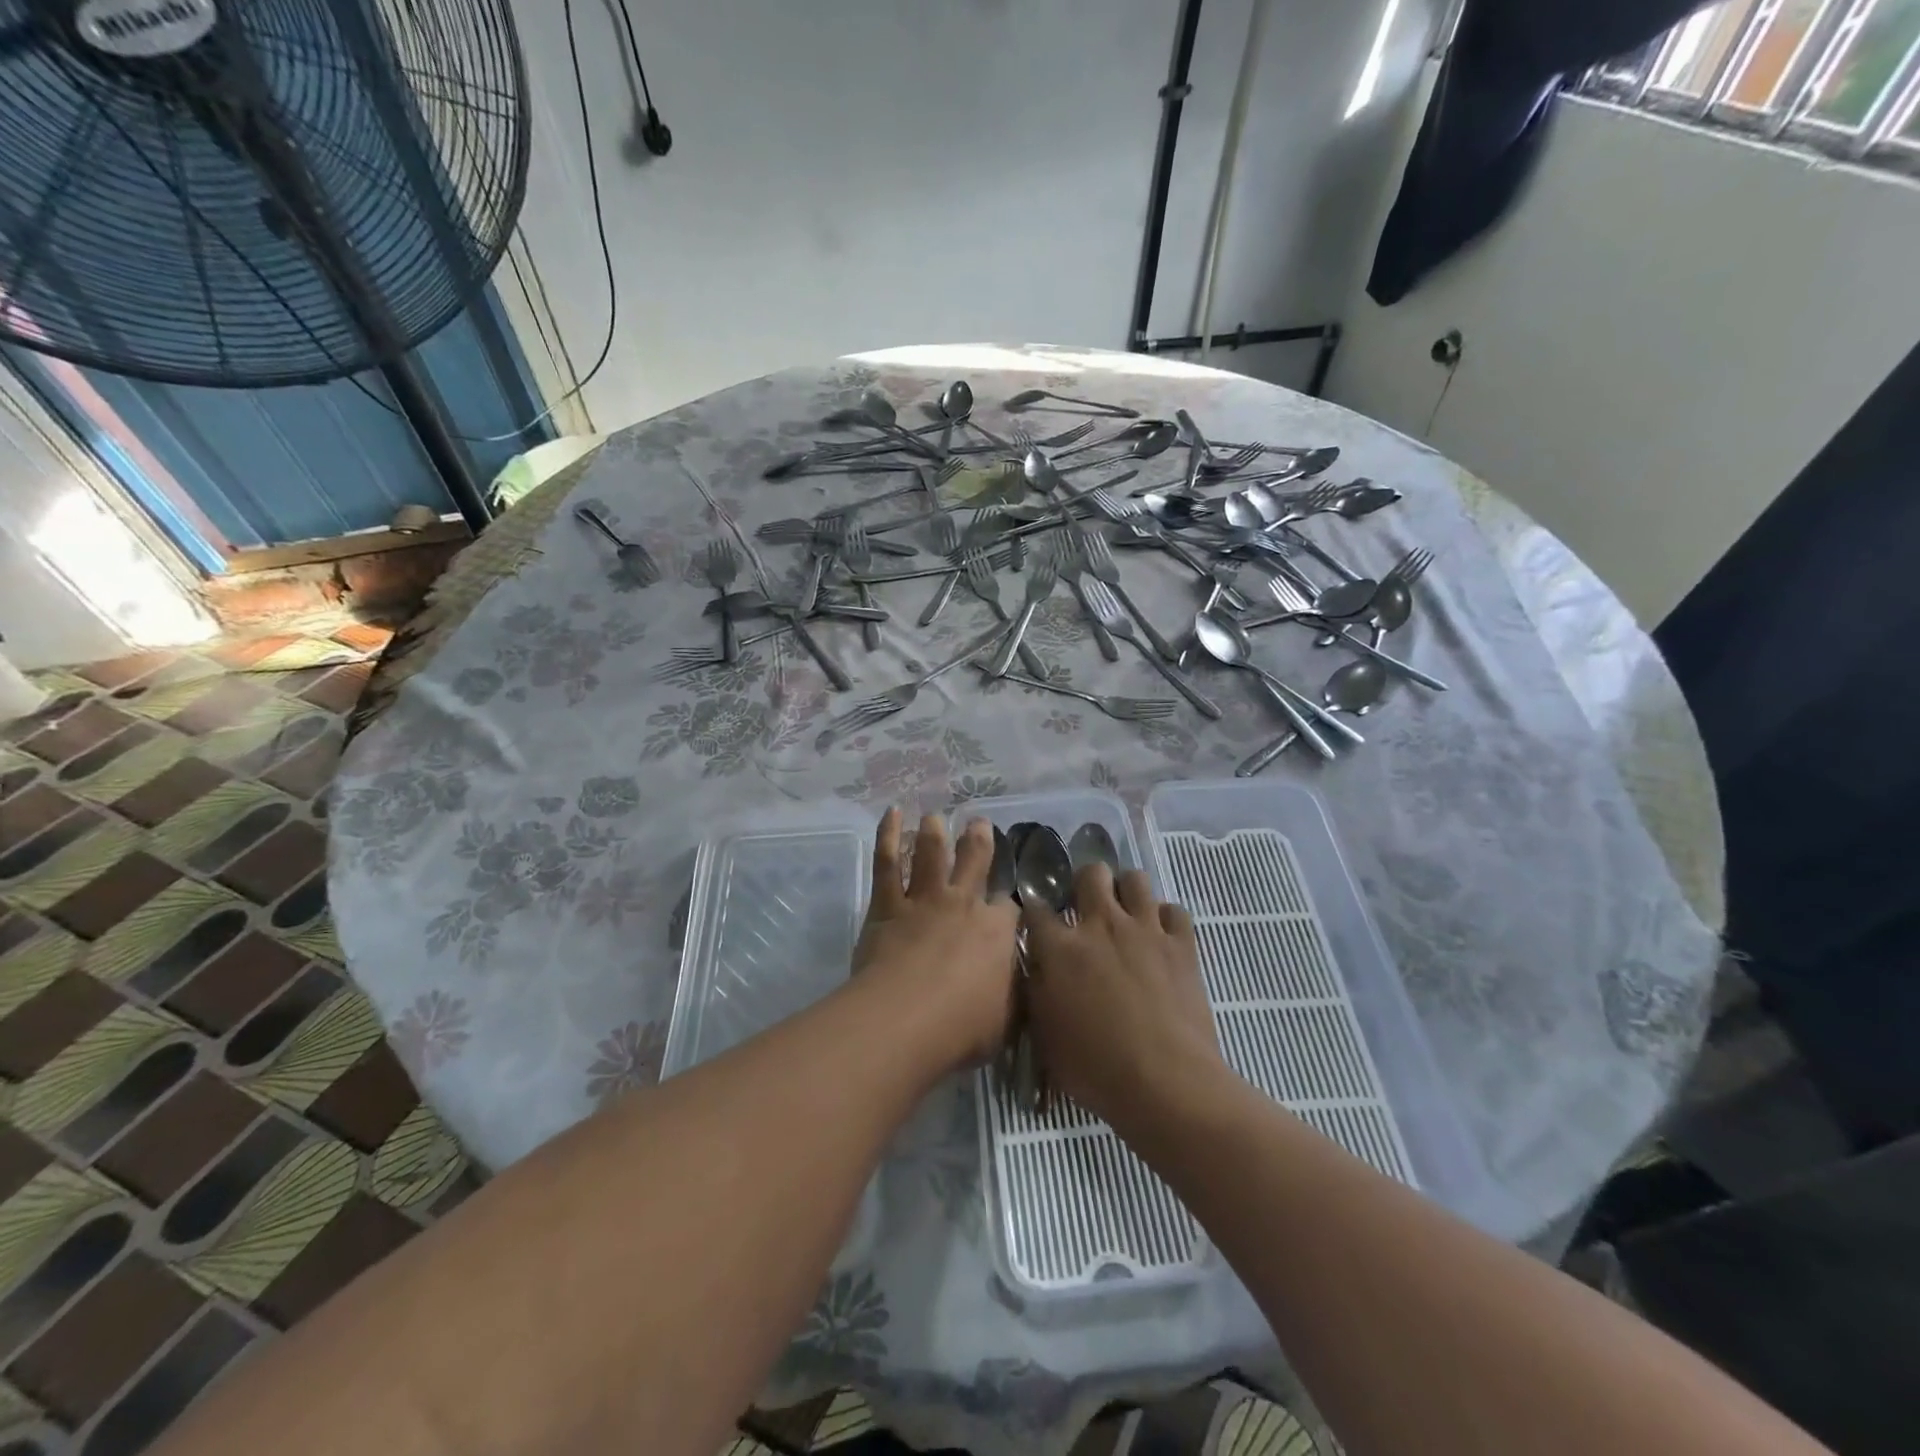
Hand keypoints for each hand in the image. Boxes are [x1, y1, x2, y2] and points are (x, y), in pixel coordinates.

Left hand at [852, 809, 1019, 1071]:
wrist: (907, 1018)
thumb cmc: (963, 1027)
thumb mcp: (1007, 1019)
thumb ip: (1014, 994)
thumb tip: (1022, 982)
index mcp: (997, 930)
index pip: (1009, 906)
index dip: (1009, 901)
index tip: (1009, 902)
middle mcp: (964, 904)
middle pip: (974, 862)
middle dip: (979, 841)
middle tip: (978, 823)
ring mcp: (924, 900)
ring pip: (931, 855)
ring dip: (934, 833)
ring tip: (935, 817)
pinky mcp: (887, 904)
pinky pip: (887, 863)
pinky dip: (888, 835)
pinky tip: (892, 814)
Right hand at [1023, 864, 1224, 1131]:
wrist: (1166, 1082)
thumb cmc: (1095, 1068)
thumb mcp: (1045, 1036)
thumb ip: (1037, 991)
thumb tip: (1037, 967)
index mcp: (1061, 948)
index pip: (1037, 908)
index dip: (1034, 910)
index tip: (1036, 920)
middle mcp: (1101, 925)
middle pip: (1091, 873)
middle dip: (1085, 883)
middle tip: (1086, 908)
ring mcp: (1145, 929)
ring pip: (1135, 879)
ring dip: (1127, 892)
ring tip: (1126, 914)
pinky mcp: (1182, 944)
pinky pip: (1174, 910)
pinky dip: (1166, 919)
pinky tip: (1161, 938)